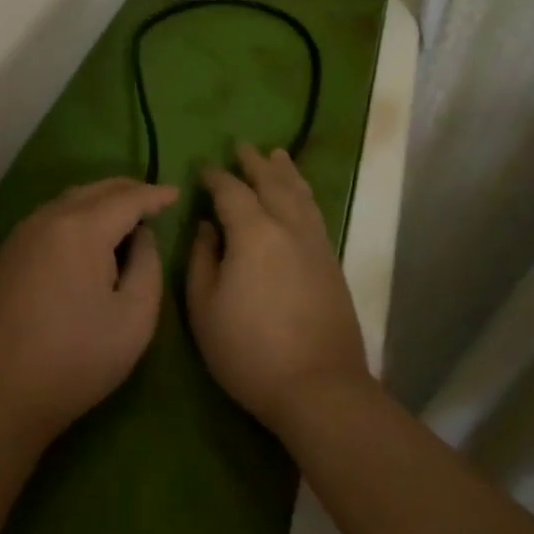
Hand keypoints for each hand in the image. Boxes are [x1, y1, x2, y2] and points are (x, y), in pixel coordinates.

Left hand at [0, 177, 177, 444]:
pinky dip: (76, 215)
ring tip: (124, 217)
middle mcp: (49, 218)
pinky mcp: (7, 253)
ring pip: (70, 200)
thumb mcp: (135, 317)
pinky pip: (50, 218)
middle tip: (153, 201)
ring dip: (100, 201)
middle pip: (96, 190)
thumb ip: (148, 264)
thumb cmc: (77, 359)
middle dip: (128, 190)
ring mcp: (23, 233)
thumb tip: (141, 235)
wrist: (1, 395)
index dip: (155, 195)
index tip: (176, 194)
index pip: (127, 198)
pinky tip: (86, 238)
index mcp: (82, 228)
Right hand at [187, 144, 370, 434]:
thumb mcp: (205, 308)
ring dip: (285, 172)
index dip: (216, 176)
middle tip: (242, 146)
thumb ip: (202, 259)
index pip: (231, 191)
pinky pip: (315, 212)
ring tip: (277, 155)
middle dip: (254, 163)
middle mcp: (288, 226)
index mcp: (254, 232)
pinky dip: (304, 194)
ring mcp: (315, 243)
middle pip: (272, 182)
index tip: (204, 167)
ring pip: (300, 194)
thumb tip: (207, 226)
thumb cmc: (250, 351)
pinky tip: (300, 197)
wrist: (319, 388)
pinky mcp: (331, 262)